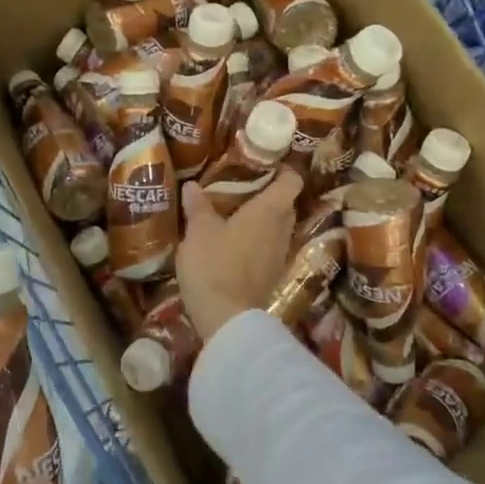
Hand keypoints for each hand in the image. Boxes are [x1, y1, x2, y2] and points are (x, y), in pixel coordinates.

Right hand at [178, 167, 303, 339]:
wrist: (226, 319)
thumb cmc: (214, 265)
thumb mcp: (198, 231)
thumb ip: (198, 206)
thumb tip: (192, 185)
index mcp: (269, 211)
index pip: (292, 181)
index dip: (282, 170)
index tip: (262, 164)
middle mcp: (282, 230)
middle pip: (284, 204)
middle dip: (267, 194)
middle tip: (240, 188)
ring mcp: (279, 255)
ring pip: (277, 228)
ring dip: (261, 220)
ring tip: (233, 214)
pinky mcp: (271, 276)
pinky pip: (268, 248)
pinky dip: (255, 241)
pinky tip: (233, 243)